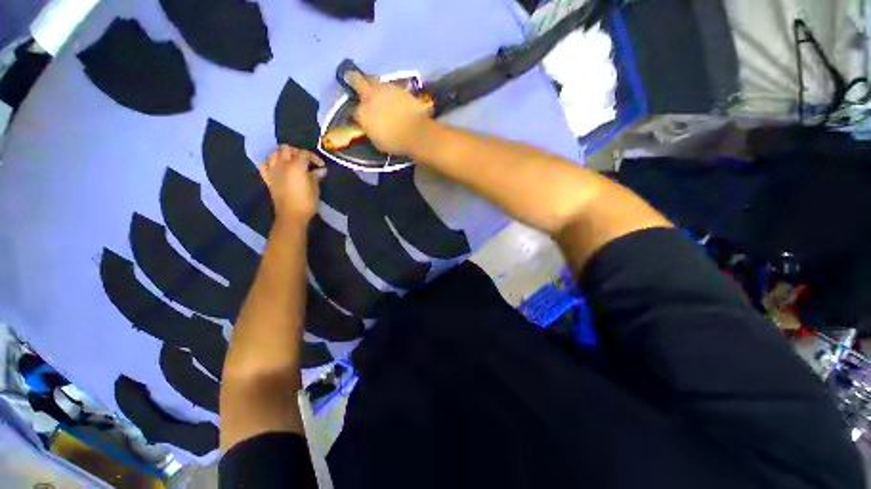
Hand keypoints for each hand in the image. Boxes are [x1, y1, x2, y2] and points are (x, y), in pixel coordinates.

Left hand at [259, 145, 325, 223]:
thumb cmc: (306, 202)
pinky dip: (270, 161)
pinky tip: (277, 165)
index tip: (321, 165)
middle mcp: (282, 164)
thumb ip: (316, 176)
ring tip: (292, 161)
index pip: (304, 153)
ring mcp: (272, 170)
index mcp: (296, 166)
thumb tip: (321, 170)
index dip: (314, 157)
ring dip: (283, 154)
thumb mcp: (315, 188)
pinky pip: (265, 164)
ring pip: (274, 153)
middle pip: (286, 149)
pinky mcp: (267, 178)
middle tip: (306, 160)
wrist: (291, 215)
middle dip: (297, 152)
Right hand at [349, 72, 433, 155]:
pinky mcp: (398, 87)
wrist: (416, 133)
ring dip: (372, 83)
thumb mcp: (377, 142)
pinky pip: (389, 85)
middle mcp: (369, 96)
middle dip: (352, 79)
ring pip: (373, 79)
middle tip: (351, 78)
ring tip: (375, 89)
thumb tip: (370, 127)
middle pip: (356, 80)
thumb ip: (371, 131)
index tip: (361, 117)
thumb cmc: (395, 143)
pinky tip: (391, 95)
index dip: (357, 114)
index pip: (354, 111)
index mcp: (362, 113)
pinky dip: (388, 90)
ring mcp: (384, 89)